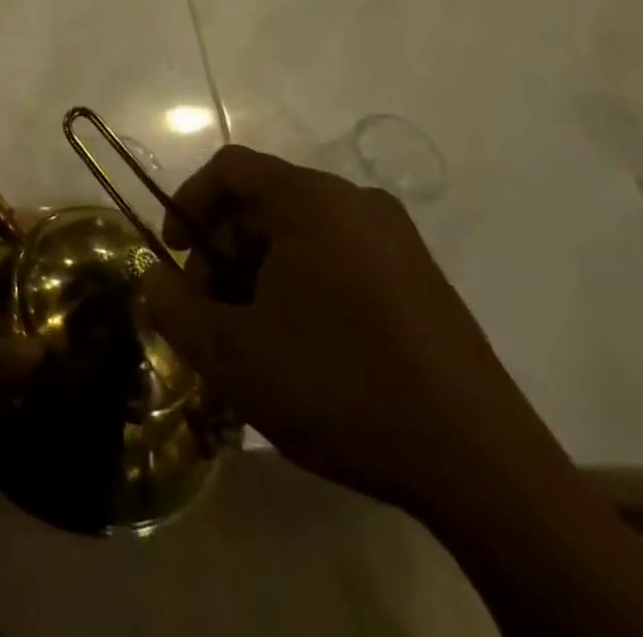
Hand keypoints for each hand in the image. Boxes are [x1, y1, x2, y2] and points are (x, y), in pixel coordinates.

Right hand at [143, 147, 557, 517]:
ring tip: (253, 337)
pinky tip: (304, 348)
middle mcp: (357, 204)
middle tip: (210, 311)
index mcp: (312, 201)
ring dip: (260, 273)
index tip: (176, 256)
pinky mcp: (424, 283)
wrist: (486, 474)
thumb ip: (172, 306)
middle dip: (223, 251)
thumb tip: (155, 279)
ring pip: (302, 234)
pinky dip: (304, 286)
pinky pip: (341, 260)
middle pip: (263, 202)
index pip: (229, 168)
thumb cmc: (340, 388)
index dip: (188, 203)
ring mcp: (399, 242)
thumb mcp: (230, 353)